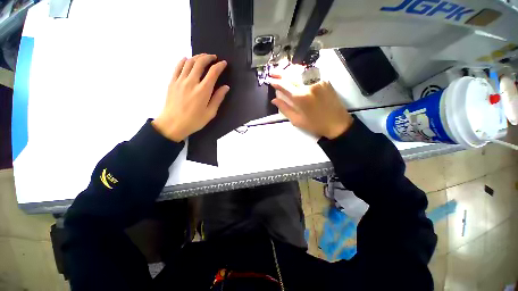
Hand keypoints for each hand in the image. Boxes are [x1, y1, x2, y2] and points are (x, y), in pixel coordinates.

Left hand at [152, 54, 228, 141]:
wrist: (173, 124)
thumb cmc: (194, 121)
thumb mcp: (210, 113)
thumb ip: (218, 98)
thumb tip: (226, 87)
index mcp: (203, 91)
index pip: (213, 72)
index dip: (219, 66)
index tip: (223, 63)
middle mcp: (191, 82)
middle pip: (200, 63)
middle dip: (208, 57)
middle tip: (214, 57)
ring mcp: (180, 80)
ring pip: (189, 62)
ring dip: (197, 57)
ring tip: (203, 57)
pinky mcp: (172, 82)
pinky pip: (177, 67)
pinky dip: (183, 61)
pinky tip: (187, 59)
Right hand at [270, 78, 352, 138]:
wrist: (337, 123)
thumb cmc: (315, 124)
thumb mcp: (297, 120)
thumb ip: (285, 108)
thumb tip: (274, 100)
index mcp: (300, 97)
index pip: (284, 86)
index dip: (276, 82)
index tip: (269, 80)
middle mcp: (308, 86)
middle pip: (291, 76)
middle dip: (280, 73)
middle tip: (272, 71)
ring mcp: (318, 81)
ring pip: (301, 72)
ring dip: (290, 71)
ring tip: (282, 70)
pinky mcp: (325, 80)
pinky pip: (310, 74)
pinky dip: (301, 73)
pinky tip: (296, 73)